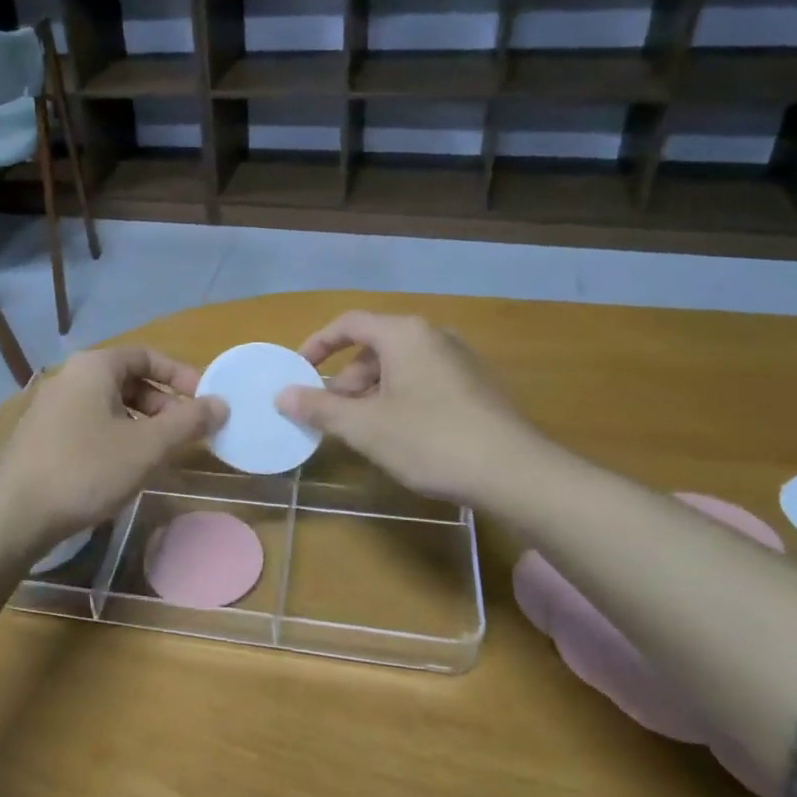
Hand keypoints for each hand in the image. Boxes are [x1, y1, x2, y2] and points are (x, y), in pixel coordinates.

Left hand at [0, 347, 227, 550]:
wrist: (14, 515)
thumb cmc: (86, 469)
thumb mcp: (147, 446)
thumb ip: (188, 422)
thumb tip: (221, 404)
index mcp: (93, 366)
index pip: (147, 355)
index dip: (181, 375)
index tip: (206, 401)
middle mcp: (69, 377)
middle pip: (128, 379)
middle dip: (163, 403)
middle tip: (186, 433)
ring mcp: (50, 407)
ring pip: (109, 404)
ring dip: (142, 423)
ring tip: (160, 454)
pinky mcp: (41, 436)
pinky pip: (89, 424)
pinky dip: (116, 436)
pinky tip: (124, 468)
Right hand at [274, 311, 546, 504]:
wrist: (514, 473)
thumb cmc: (430, 440)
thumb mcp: (364, 426)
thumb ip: (319, 407)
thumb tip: (282, 395)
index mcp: (404, 334)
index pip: (349, 324)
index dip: (317, 345)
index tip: (297, 371)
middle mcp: (433, 336)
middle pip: (374, 346)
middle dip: (344, 379)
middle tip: (329, 413)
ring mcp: (459, 360)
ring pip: (399, 366)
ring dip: (370, 392)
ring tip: (360, 430)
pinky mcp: (475, 386)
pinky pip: (422, 380)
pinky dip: (398, 398)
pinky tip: (398, 435)